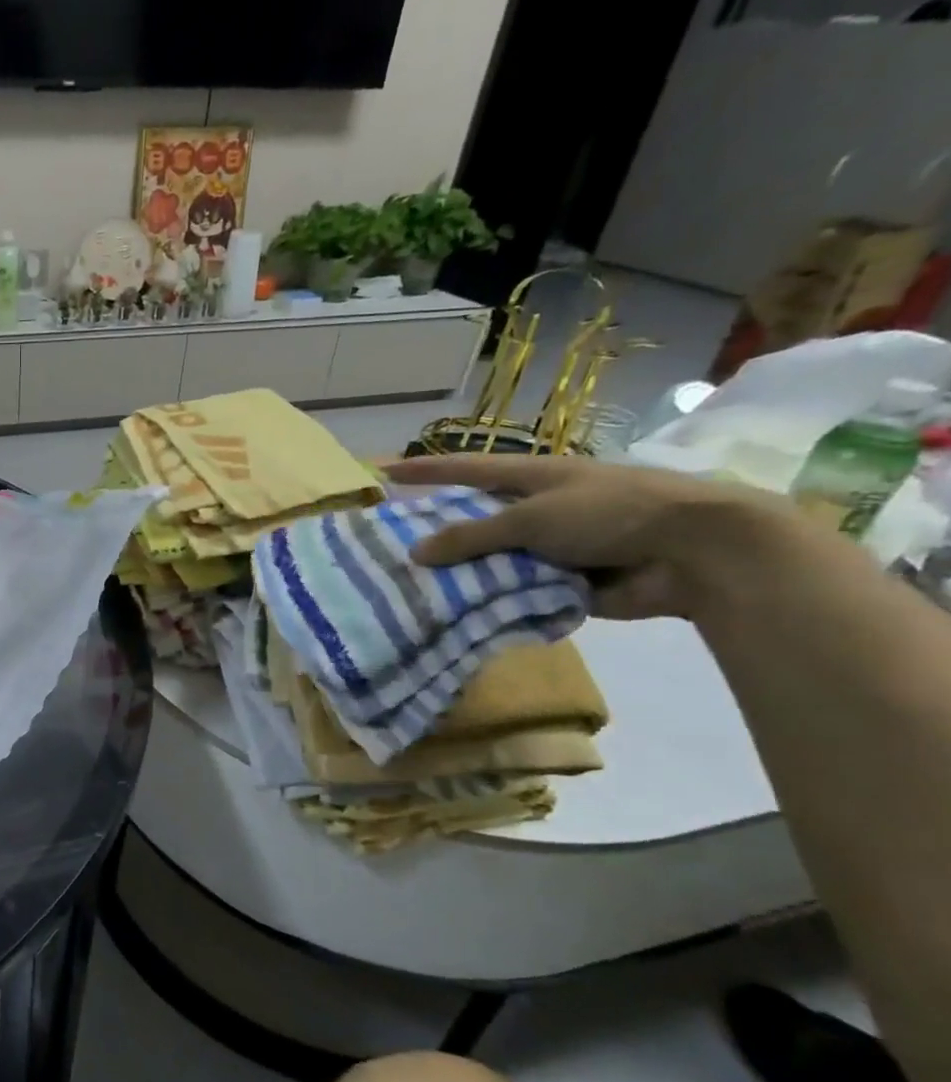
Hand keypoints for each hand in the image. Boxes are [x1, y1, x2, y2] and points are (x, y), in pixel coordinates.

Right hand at [382, 455, 794, 620]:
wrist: (697, 552)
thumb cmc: (613, 514)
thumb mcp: (534, 518)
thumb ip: (473, 536)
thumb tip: (416, 552)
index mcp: (534, 477)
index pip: (466, 469)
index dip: (425, 470)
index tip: (383, 473)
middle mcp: (538, 509)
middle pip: (474, 518)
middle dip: (437, 531)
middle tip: (388, 545)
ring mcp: (551, 547)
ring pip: (491, 559)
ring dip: (461, 573)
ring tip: (411, 587)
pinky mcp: (563, 582)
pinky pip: (513, 591)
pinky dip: (490, 600)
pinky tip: (454, 613)